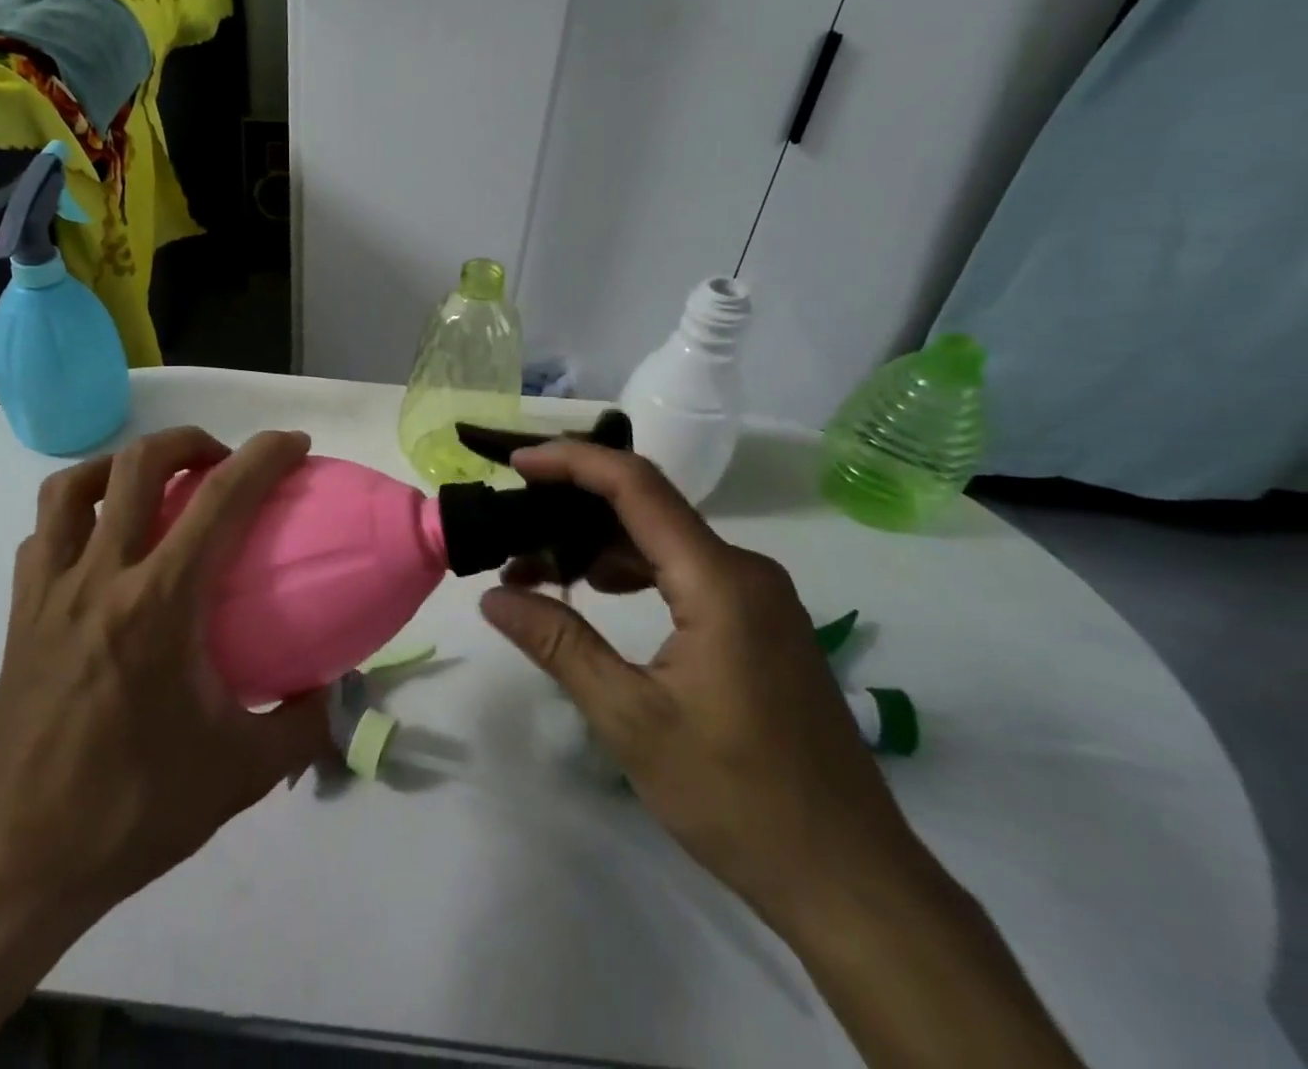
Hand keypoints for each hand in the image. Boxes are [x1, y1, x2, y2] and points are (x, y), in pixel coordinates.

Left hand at [0, 427, 332, 1066]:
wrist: (15, 861)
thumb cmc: (131, 810)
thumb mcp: (240, 774)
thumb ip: (302, 726)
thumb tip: (335, 693)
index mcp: (160, 603)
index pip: (221, 499)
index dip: (264, 456)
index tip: (295, 444)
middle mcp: (101, 577)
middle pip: (138, 463)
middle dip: (189, 441)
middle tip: (222, 462)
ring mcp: (50, 591)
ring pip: (73, 484)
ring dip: (122, 464)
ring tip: (154, 484)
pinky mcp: (20, 613)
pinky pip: (43, 532)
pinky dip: (76, 512)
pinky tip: (101, 542)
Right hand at [485, 443, 1087, 1068]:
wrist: (852, 881)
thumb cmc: (737, 797)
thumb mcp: (631, 719)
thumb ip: (559, 644)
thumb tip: (492, 597)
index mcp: (718, 580)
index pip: (635, 485)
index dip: (571, 461)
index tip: (517, 463)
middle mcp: (744, 570)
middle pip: (647, 506)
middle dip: (573, 508)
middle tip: (511, 527)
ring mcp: (758, 597)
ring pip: (663, 540)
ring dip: (598, 545)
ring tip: (538, 569)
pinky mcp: (760, 624)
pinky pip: (684, 571)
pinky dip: (631, 570)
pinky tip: (595, 595)